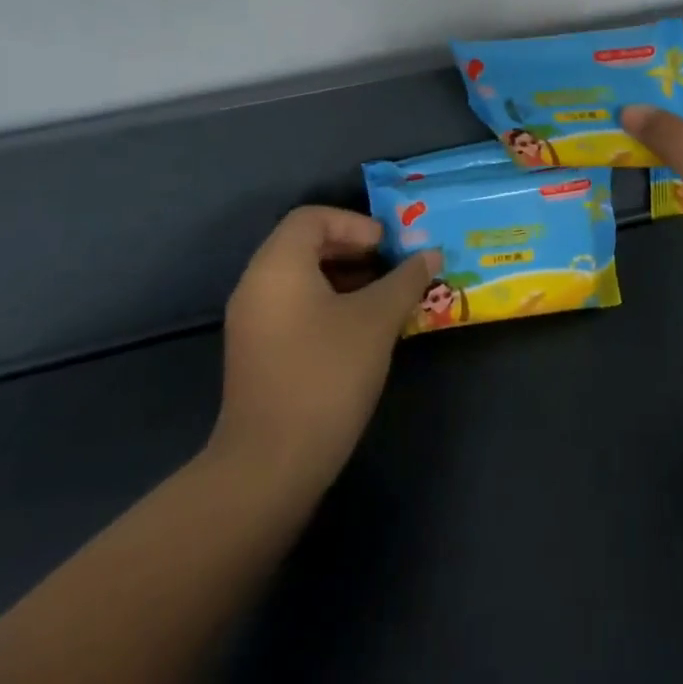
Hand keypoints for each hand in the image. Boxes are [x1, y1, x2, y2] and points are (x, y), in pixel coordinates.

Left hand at [204, 207, 439, 502]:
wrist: (270, 466)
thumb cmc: (326, 374)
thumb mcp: (377, 320)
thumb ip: (406, 280)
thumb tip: (431, 255)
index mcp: (277, 265)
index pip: (312, 217)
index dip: (355, 224)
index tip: (387, 248)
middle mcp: (256, 285)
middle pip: (304, 245)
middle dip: (353, 250)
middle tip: (392, 268)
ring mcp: (251, 323)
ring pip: (300, 279)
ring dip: (344, 279)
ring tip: (384, 300)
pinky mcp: (256, 354)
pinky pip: (293, 308)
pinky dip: (327, 305)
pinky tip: (359, 332)